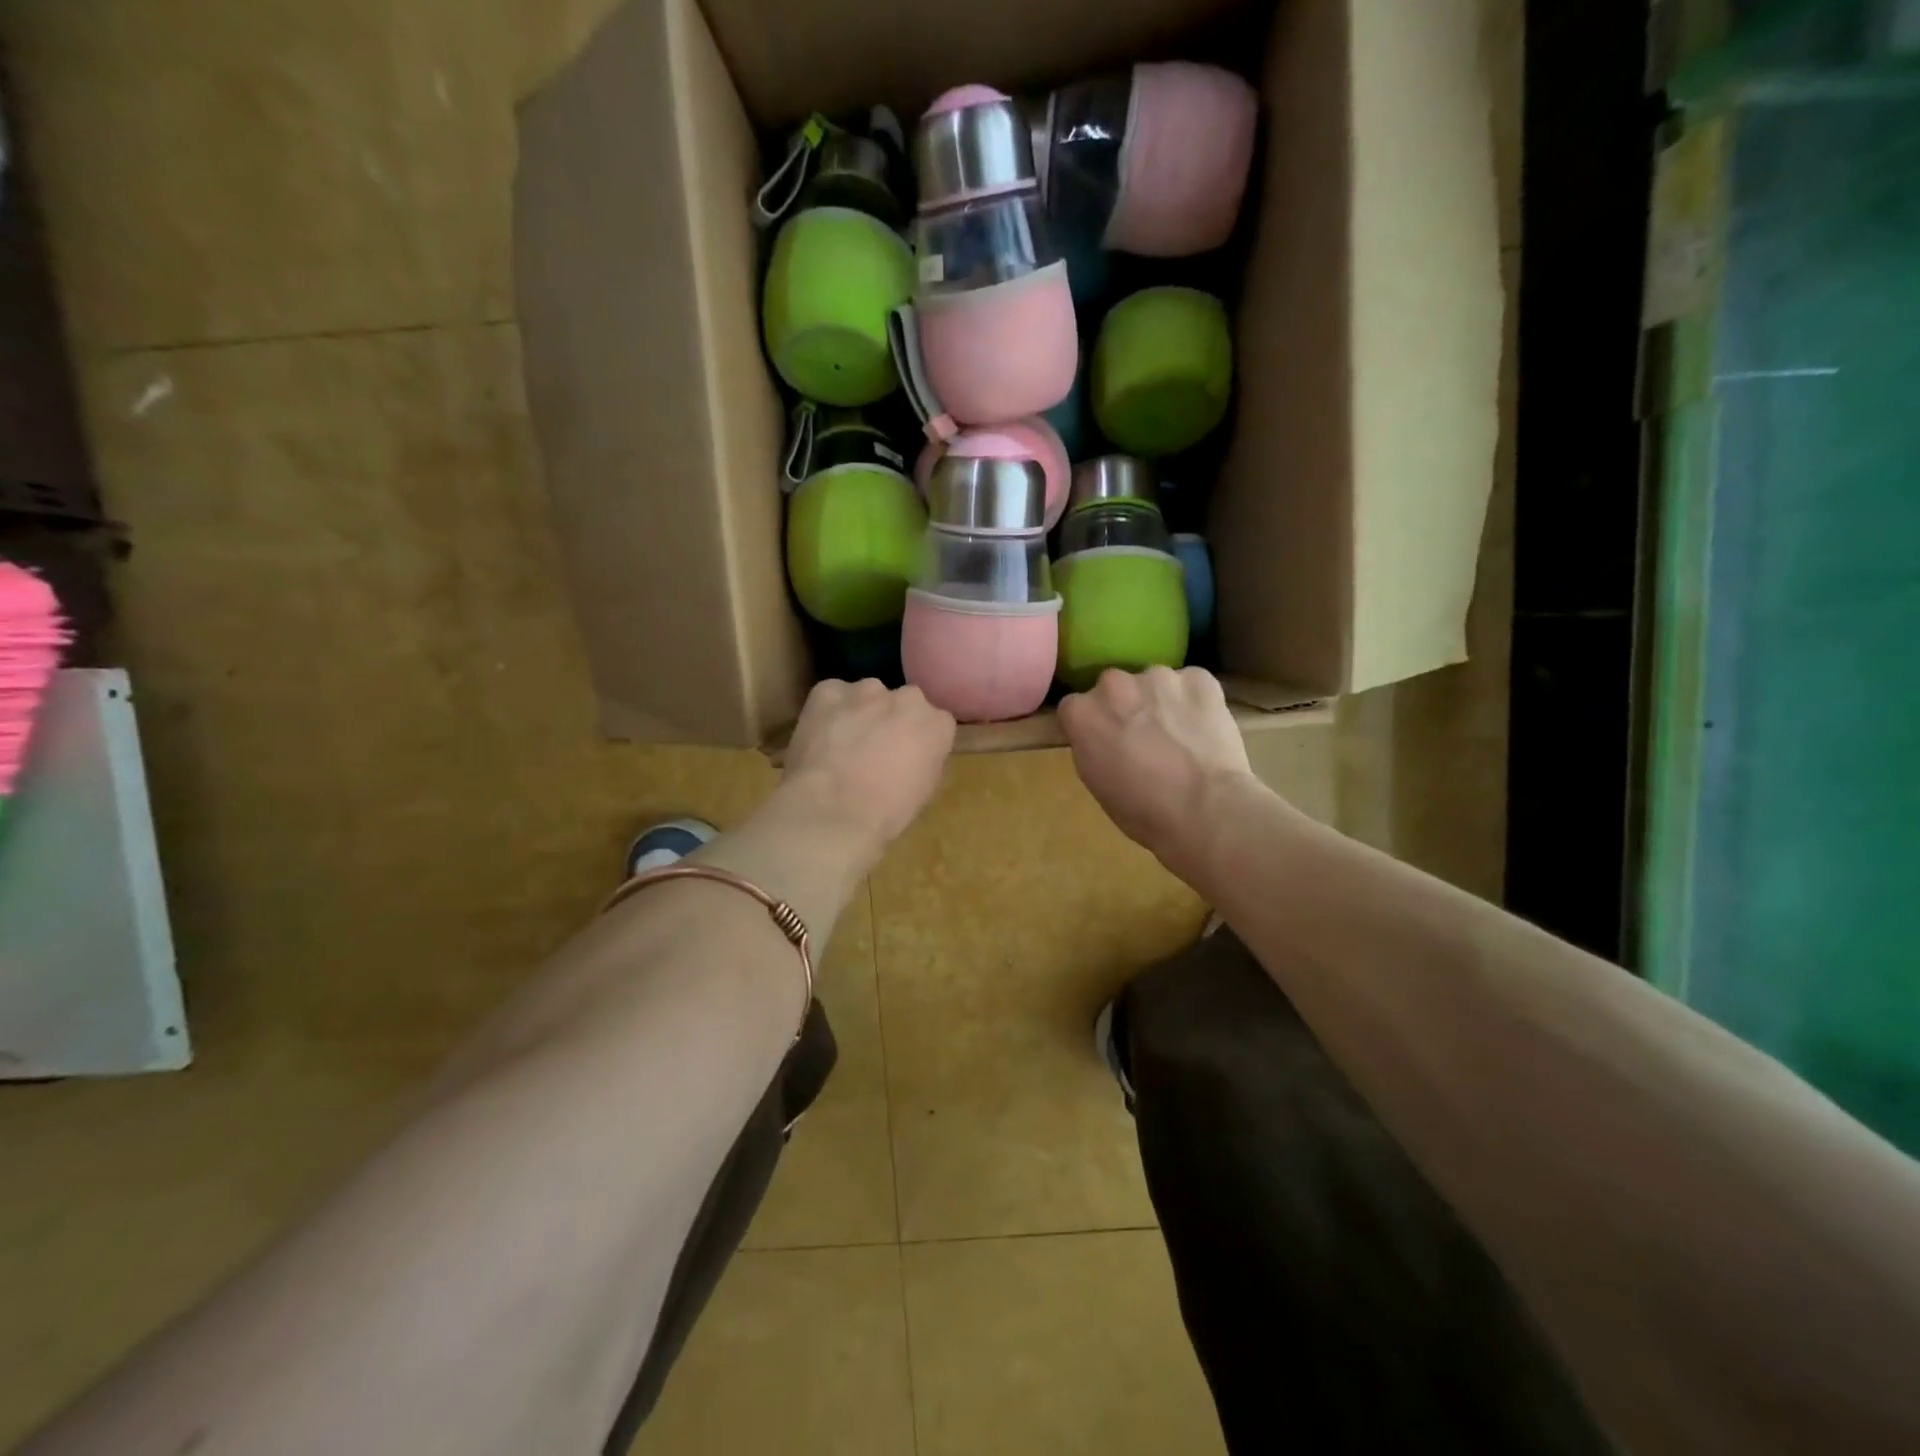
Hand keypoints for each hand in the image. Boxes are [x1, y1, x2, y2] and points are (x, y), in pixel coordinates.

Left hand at [776, 679, 955, 858]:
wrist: (833, 811)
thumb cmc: (887, 812)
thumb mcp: (924, 790)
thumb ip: (925, 758)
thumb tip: (914, 752)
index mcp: (938, 724)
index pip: (935, 722)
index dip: (918, 739)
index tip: (907, 756)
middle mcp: (907, 698)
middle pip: (903, 702)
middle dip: (892, 719)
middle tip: (875, 749)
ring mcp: (866, 690)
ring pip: (867, 695)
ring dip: (860, 712)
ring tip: (842, 744)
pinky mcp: (828, 691)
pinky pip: (831, 695)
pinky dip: (828, 711)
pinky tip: (820, 736)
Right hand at [1059, 667, 1252, 865]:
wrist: (1206, 810)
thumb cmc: (1143, 810)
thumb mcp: (1096, 782)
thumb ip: (1091, 746)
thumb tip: (1102, 736)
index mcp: (1082, 713)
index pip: (1076, 708)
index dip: (1093, 726)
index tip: (1106, 743)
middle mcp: (1114, 684)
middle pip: (1113, 688)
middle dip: (1124, 707)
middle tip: (1143, 738)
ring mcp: (1158, 676)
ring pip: (1154, 683)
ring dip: (1160, 702)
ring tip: (1180, 736)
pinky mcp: (1199, 678)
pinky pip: (1192, 684)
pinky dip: (1195, 701)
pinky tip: (1204, 730)